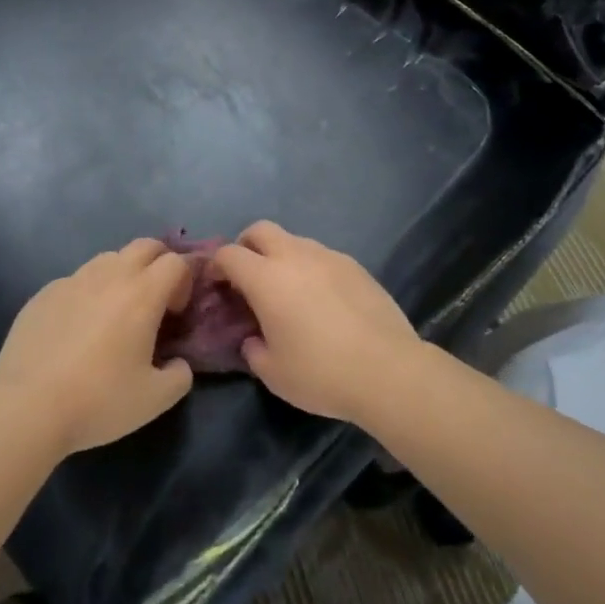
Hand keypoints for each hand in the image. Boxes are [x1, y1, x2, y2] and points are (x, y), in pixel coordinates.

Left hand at [0, 239, 194, 453]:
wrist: (26, 408)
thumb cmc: (98, 400)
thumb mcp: (155, 400)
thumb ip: (179, 376)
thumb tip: (177, 363)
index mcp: (142, 294)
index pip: (176, 262)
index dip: (184, 282)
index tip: (176, 313)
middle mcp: (109, 276)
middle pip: (145, 246)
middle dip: (158, 263)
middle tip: (155, 300)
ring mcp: (72, 281)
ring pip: (108, 259)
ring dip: (122, 274)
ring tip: (115, 312)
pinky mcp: (43, 294)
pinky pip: (75, 281)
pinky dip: (87, 293)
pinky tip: (77, 329)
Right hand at [212, 222, 422, 421]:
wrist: (388, 369)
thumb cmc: (321, 373)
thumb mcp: (273, 373)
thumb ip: (253, 349)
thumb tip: (253, 339)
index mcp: (267, 278)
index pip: (229, 253)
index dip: (217, 266)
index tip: (217, 286)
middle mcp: (295, 256)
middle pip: (261, 230)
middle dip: (247, 246)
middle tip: (247, 277)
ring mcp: (329, 257)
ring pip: (294, 241)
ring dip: (281, 256)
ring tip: (288, 291)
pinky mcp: (355, 265)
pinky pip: (322, 256)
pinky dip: (311, 268)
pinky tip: (321, 300)